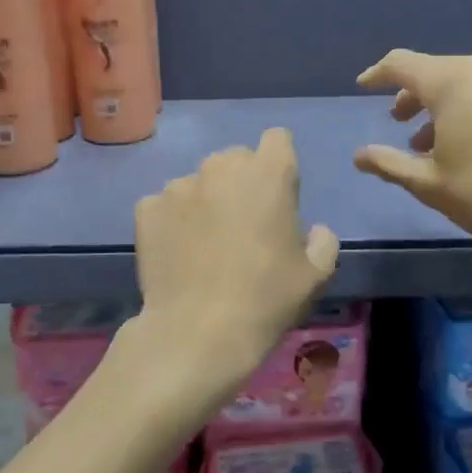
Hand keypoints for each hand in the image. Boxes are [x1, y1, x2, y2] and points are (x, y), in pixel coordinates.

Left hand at [133, 128, 338, 404]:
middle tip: (243, 226)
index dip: (280, 165)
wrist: (199, 332)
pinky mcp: (147, 208)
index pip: (277, 140)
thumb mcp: (316, 275)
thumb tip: (315, 231)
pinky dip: (173, 221)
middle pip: (236, 159)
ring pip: (199, 182)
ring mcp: (179, 185)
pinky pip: (165, 205)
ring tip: (205, 245)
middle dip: (242, 183)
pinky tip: (178, 254)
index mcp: (268, 173)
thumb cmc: (266, 299)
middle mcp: (221, 167)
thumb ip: (323, 241)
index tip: (278, 197)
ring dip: (206, 202)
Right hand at [353, 49, 471, 263]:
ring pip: (470, 84)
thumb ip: (389, 164)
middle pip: (438, 72)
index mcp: (454, 81)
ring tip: (435, 145)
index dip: (378, 75)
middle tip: (399, 126)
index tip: (363, 86)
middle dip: (414, 98)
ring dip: (445, 108)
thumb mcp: (430, 184)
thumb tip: (360, 156)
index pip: (402, 64)